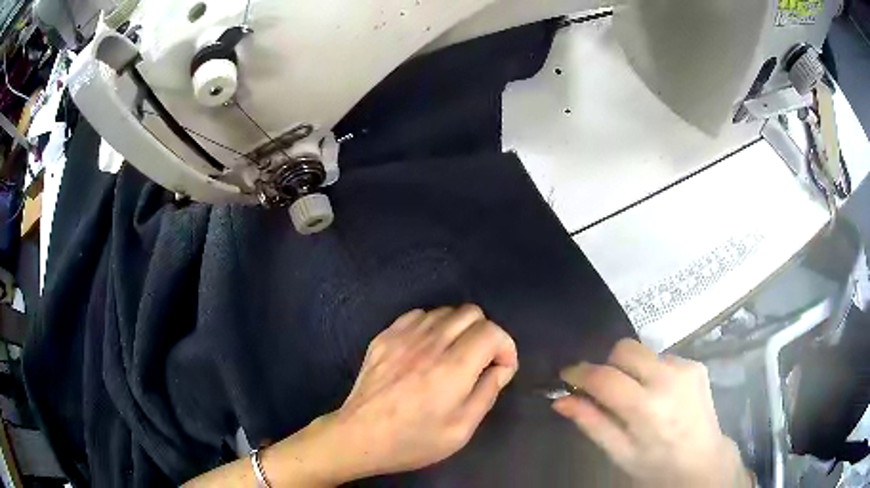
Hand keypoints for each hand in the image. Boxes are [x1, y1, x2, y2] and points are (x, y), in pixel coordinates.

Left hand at [328, 305, 517, 479]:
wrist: (359, 437)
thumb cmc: (413, 441)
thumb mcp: (461, 430)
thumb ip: (487, 393)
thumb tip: (501, 368)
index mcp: (452, 368)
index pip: (491, 331)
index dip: (505, 347)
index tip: (501, 369)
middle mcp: (429, 344)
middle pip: (471, 313)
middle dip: (485, 334)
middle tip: (479, 362)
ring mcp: (403, 336)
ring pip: (445, 311)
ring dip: (458, 329)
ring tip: (452, 356)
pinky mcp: (384, 337)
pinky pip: (417, 315)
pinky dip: (431, 327)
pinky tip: (426, 350)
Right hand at [553, 339, 752, 487]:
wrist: (702, 460)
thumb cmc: (655, 464)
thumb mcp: (619, 452)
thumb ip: (591, 423)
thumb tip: (560, 400)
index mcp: (647, 408)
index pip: (605, 377)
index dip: (580, 373)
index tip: (567, 375)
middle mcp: (668, 379)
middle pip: (625, 349)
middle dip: (608, 364)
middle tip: (605, 388)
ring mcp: (686, 367)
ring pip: (643, 351)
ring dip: (631, 369)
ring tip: (636, 396)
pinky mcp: (696, 364)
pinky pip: (662, 357)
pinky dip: (651, 372)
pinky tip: (658, 394)